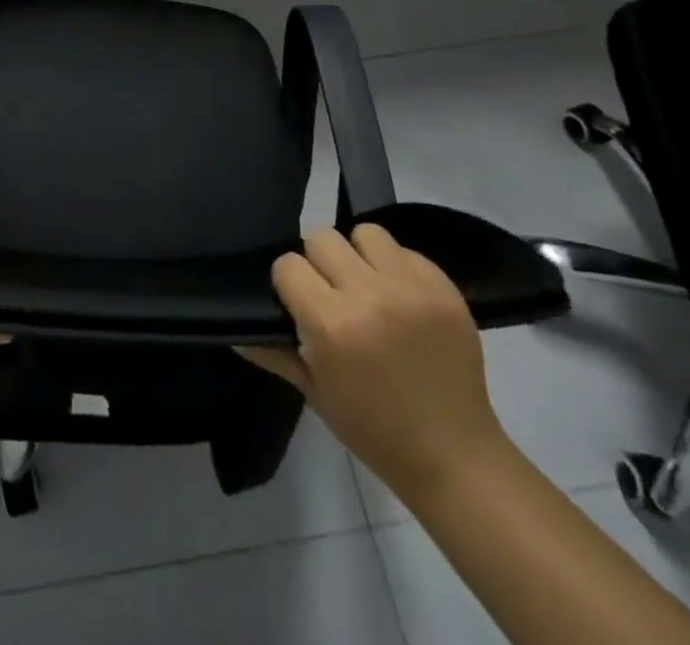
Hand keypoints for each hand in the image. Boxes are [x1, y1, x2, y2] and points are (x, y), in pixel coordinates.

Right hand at [238, 225, 506, 501]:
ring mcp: (411, 288)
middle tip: (331, 294)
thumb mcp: (314, 392)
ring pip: (364, 233)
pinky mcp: (443, 287)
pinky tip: (399, 298)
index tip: (298, 305)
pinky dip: (395, 267)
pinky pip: (404, 250)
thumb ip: (273, 352)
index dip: (288, 283)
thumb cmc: (374, 429)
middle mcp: (369, 295)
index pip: (288, 264)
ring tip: (366, 287)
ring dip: (358, 255)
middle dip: (319, 263)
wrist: (455, 456)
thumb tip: (235, 331)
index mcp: (332, 324)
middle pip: (321, 238)